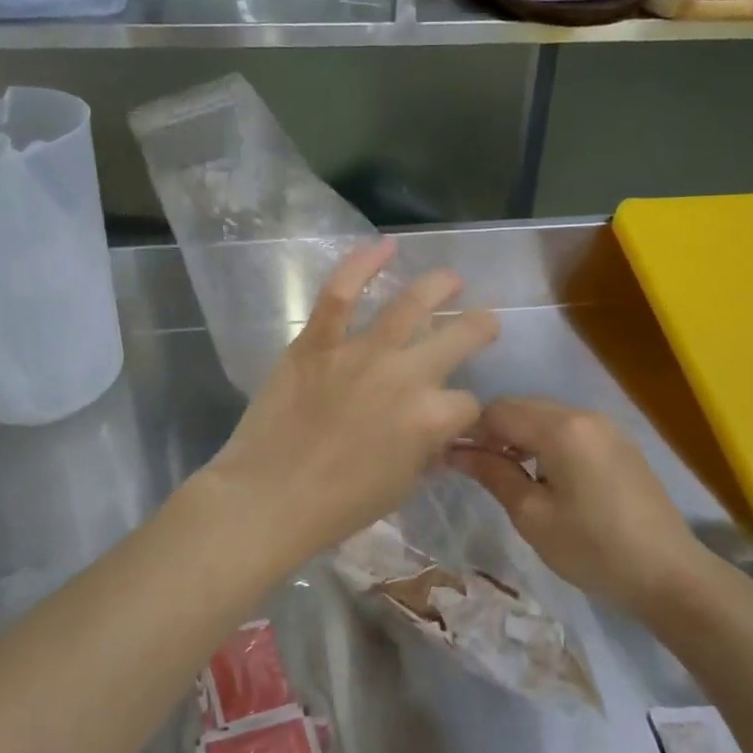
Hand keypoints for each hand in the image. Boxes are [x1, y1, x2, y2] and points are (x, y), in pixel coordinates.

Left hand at [202, 238, 499, 569]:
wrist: (269, 496)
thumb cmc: (338, 506)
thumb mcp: (400, 487)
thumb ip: (425, 453)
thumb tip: (436, 436)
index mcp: (431, 418)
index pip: (468, 404)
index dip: (467, 412)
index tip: (459, 415)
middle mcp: (406, 375)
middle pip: (459, 338)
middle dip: (479, 328)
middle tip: (483, 322)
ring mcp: (361, 352)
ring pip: (410, 304)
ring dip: (439, 285)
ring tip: (451, 278)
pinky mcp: (318, 341)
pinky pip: (341, 293)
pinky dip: (362, 264)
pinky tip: (385, 246)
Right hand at [446, 398, 715, 613]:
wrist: (670, 575)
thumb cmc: (593, 549)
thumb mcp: (533, 516)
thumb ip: (493, 474)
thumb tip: (455, 452)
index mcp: (562, 428)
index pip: (499, 411)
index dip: (469, 430)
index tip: (449, 457)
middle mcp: (584, 415)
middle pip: (523, 408)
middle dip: (493, 431)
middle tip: (472, 467)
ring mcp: (606, 427)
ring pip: (546, 417)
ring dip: (519, 437)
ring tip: (503, 473)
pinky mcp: (619, 444)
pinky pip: (569, 430)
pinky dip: (545, 443)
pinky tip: (540, 475)